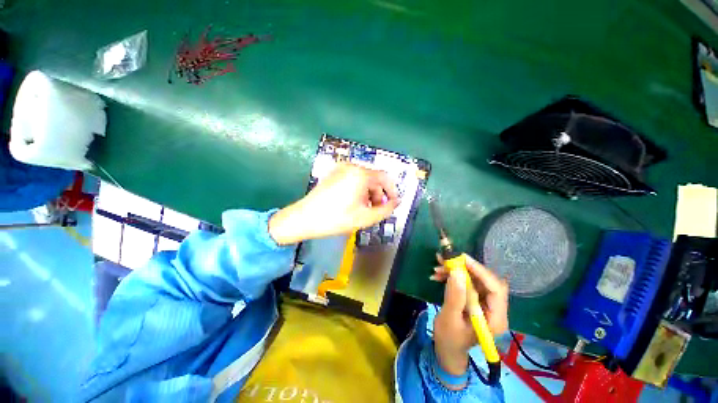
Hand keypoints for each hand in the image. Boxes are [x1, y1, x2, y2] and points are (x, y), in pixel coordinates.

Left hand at [268, 163, 399, 244]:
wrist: (304, 218)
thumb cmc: (335, 218)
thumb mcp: (365, 217)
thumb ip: (385, 210)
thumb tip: (395, 203)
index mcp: (360, 175)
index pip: (385, 177)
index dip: (392, 191)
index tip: (393, 203)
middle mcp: (351, 167)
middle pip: (374, 178)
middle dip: (379, 194)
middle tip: (377, 210)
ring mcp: (341, 169)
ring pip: (364, 179)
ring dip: (369, 193)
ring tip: (365, 208)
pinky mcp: (334, 173)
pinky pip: (353, 179)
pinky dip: (359, 189)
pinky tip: (354, 202)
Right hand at [431, 254, 508, 375]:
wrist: (448, 349)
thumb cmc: (449, 339)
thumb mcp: (450, 319)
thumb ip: (455, 297)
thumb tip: (456, 272)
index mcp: (495, 318)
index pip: (496, 290)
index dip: (481, 272)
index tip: (462, 259)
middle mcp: (494, 308)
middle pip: (485, 281)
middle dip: (464, 269)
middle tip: (445, 260)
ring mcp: (485, 303)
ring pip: (474, 279)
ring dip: (456, 271)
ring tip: (438, 268)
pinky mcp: (475, 299)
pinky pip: (467, 282)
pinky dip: (453, 276)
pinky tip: (439, 275)